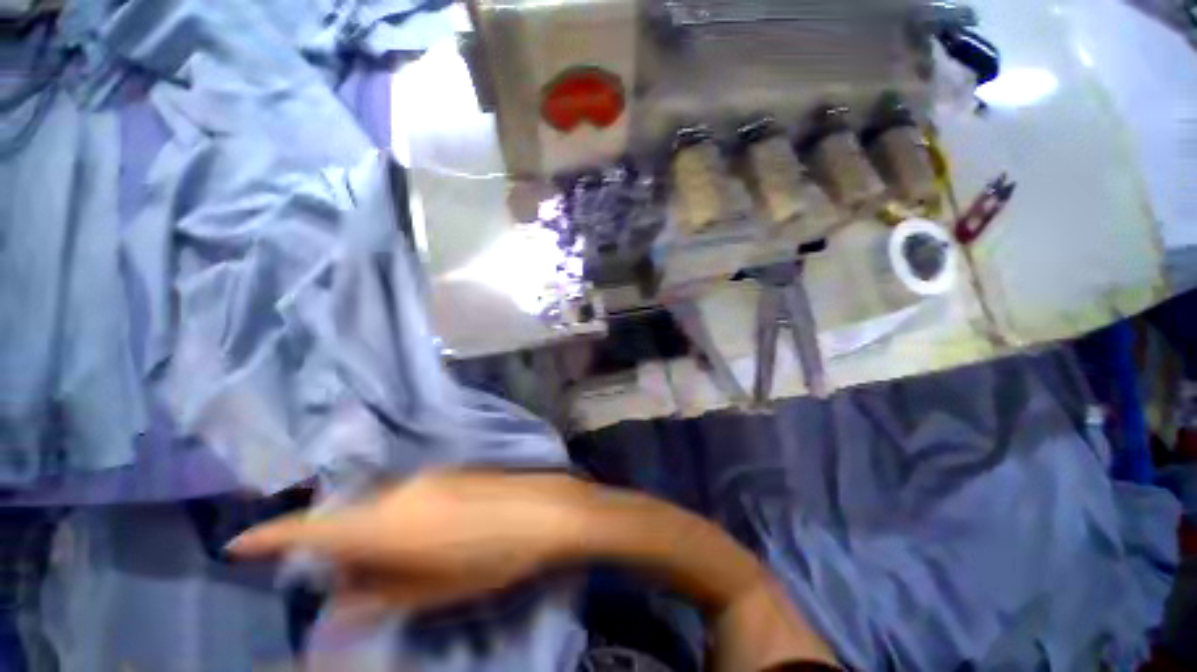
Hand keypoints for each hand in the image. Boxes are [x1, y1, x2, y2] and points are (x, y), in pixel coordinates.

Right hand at [228, 470, 590, 611]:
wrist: (543, 510)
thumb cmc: (490, 557)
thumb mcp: (432, 590)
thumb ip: (379, 592)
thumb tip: (339, 597)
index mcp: (387, 521)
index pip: (313, 529)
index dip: (271, 537)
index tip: (239, 546)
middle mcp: (401, 490)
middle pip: (349, 519)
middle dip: (338, 550)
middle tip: (349, 582)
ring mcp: (428, 478)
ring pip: (379, 508)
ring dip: (372, 536)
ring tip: (393, 567)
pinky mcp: (450, 474)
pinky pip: (408, 498)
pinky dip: (399, 521)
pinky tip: (423, 540)